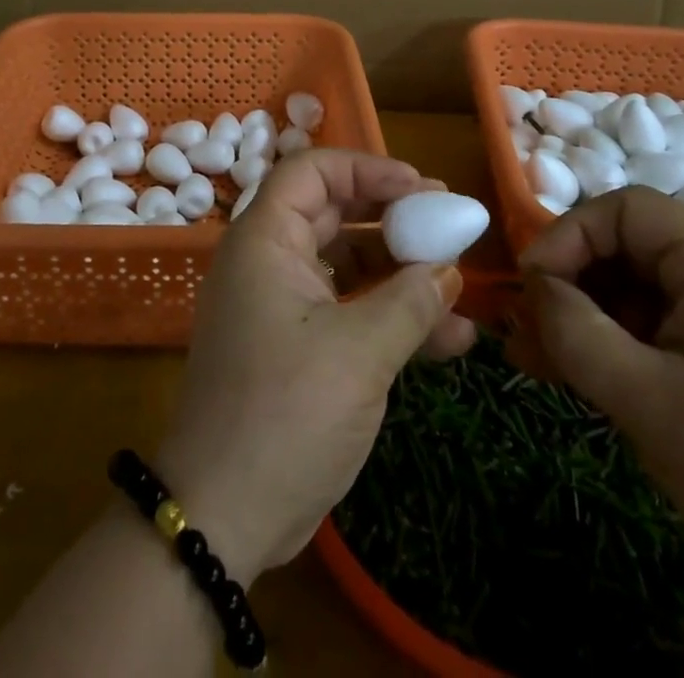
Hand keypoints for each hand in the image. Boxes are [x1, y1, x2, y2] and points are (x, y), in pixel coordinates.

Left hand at [156, 150, 475, 582]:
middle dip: (392, 217)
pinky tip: (451, 339)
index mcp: (265, 241)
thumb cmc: (285, 412)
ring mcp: (281, 306)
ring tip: (459, 283)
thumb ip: (408, 302)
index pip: (311, 173)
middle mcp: (269, 262)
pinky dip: (390, 317)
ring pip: (346, 266)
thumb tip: (448, 269)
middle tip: (447, 222)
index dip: (366, 169)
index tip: (420, 187)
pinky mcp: (296, 347)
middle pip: (333, 214)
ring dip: (401, 273)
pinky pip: (347, 312)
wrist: (223, 515)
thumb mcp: (358, 353)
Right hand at [509, 187, 683, 631]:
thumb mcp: (649, 403)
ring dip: (590, 320)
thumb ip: (575, 332)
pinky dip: (625, 344)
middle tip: (525, 336)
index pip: (624, 210)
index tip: (530, 290)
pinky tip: (588, 379)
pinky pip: (669, 326)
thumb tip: (532, 288)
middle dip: (571, 286)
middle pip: (631, 249)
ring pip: (644, 291)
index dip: (565, 237)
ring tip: (541, 364)